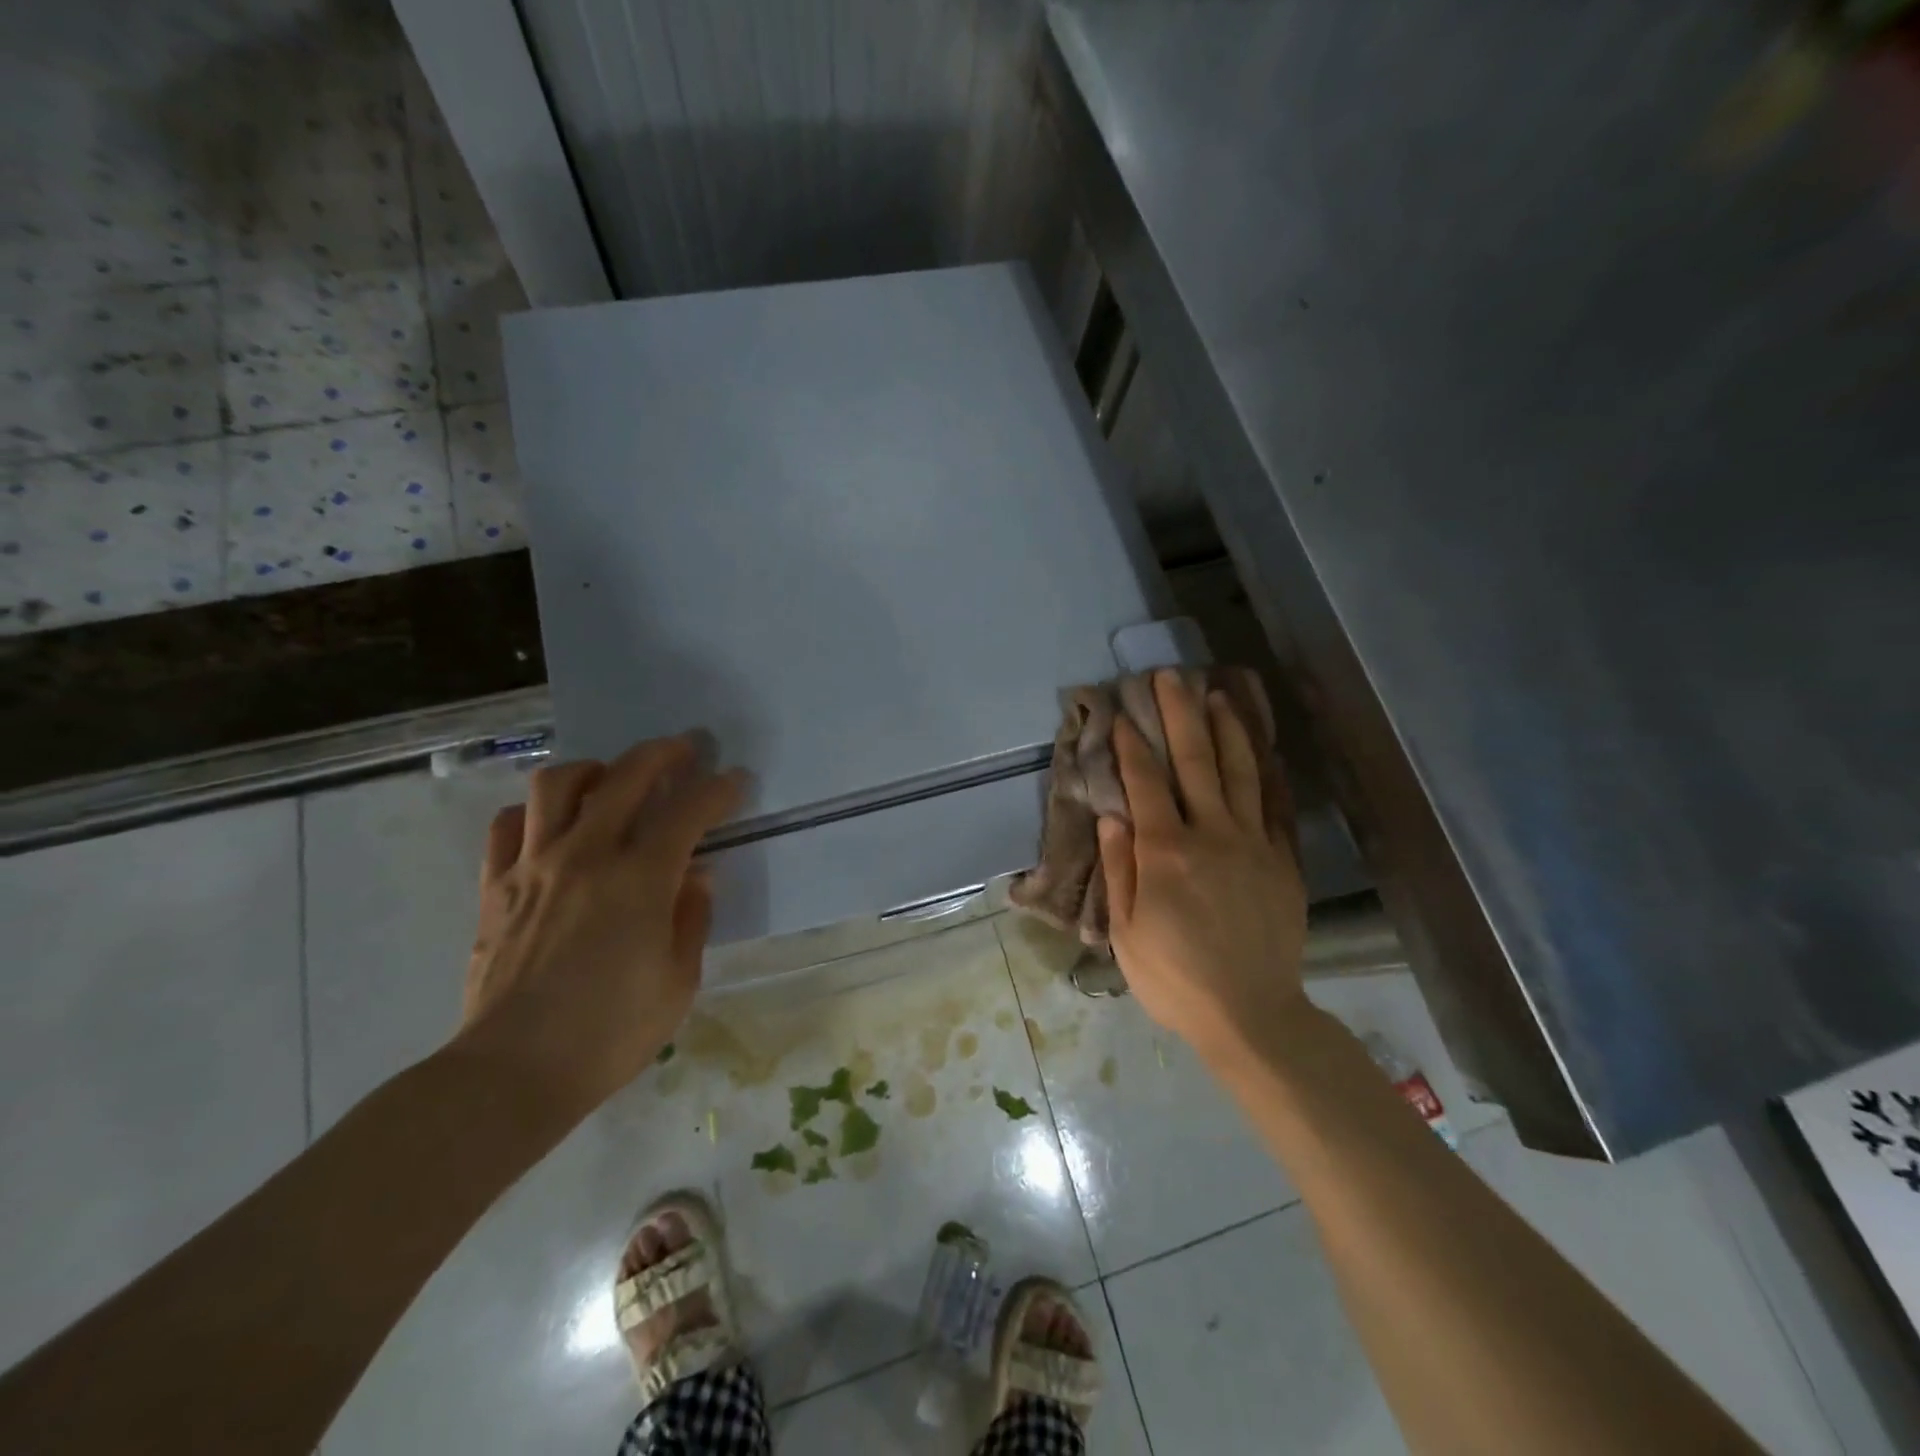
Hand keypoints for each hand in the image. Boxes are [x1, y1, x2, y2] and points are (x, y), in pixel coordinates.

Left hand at [455, 734, 746, 1117]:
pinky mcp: (495, 887)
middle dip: (663, 754)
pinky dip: (536, 812)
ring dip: (595, 770)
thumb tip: (696, 875)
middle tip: (685, 750)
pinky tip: (553, 824)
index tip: (735, 780)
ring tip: (613, 778)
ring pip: (558, 784)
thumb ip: (692, 917)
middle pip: (626, 776)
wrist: (511, 1073)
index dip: (718, 790)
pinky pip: (508, 825)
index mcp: (639, 880)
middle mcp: (586, 856)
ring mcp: (533, 866)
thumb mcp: (678, 981)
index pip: (688, 812)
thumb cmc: (610, 1033)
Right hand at [1099, 672, 1309, 1063]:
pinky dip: (1270, 772)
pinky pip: (1276, 806)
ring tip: (1218, 693)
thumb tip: (1112, 813)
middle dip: (1180, 714)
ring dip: (1227, 729)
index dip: (1131, 744)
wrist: (1252, 1015)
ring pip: (1241, 772)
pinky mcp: (1283, 860)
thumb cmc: (1174, 977)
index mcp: (1166, 852)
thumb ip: (1120, 868)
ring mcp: (1253, 844)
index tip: (1120, 713)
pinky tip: (1265, 749)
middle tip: (1171, 676)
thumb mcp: (1127, 931)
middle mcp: (1210, 834)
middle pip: (1195, 761)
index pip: (1145, 782)